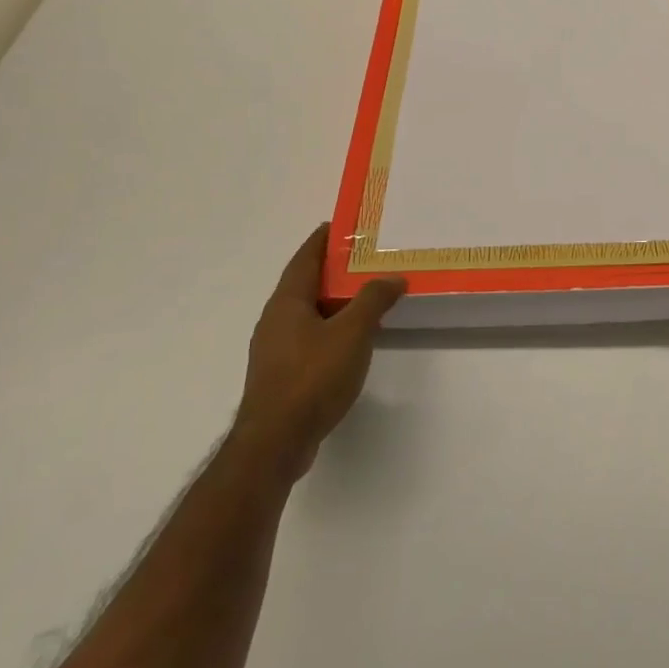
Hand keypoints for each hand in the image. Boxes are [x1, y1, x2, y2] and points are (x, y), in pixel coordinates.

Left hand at [233, 223, 404, 482]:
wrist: (275, 443)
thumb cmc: (312, 377)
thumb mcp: (352, 332)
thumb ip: (373, 300)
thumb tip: (393, 277)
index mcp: (287, 302)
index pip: (305, 259)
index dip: (322, 240)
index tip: (341, 225)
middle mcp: (275, 320)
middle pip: (305, 284)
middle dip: (332, 270)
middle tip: (365, 258)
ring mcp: (276, 350)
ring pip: (307, 313)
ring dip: (333, 300)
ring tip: (366, 294)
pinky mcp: (282, 375)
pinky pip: (309, 337)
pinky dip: (330, 327)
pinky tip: (351, 338)